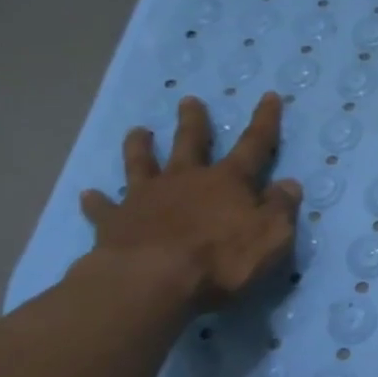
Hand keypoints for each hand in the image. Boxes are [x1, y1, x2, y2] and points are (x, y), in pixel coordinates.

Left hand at [79, 93, 302, 309]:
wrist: (151, 280)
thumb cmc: (221, 259)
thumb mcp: (271, 236)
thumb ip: (281, 209)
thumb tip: (289, 184)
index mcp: (227, 182)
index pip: (254, 145)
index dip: (264, 122)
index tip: (268, 96)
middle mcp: (185, 180)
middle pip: (190, 143)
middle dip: (193, 122)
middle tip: (188, 100)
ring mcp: (146, 198)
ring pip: (142, 164)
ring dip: (140, 147)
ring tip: (136, 131)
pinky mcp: (115, 222)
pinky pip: (103, 208)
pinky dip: (96, 201)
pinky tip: (88, 193)